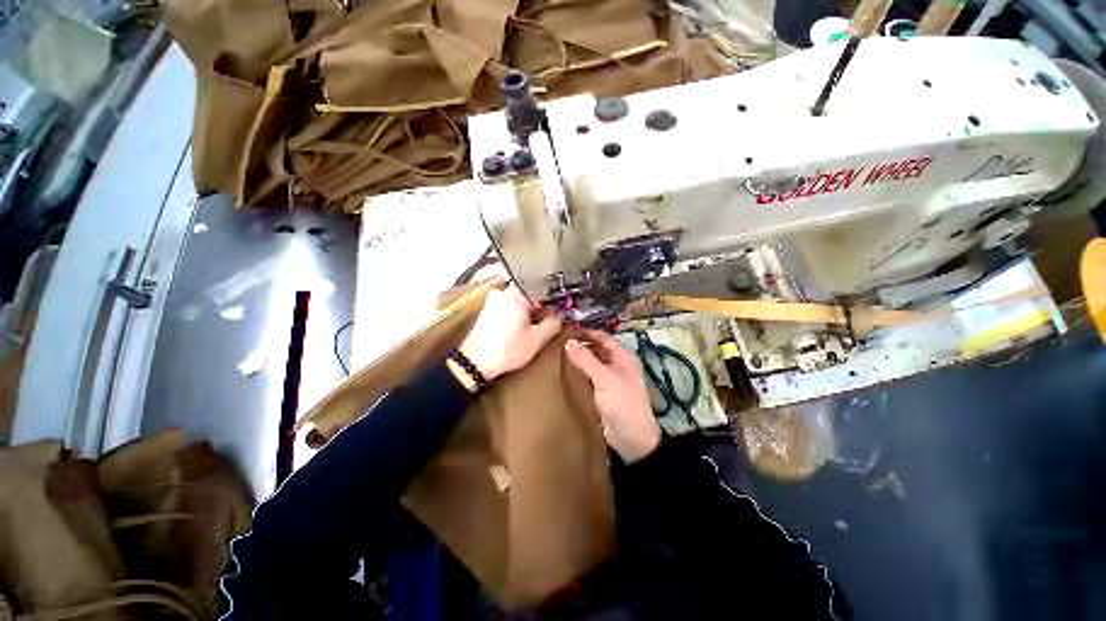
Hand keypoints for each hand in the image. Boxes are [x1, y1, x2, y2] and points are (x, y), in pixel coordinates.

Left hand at [459, 285, 560, 380]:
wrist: (475, 362)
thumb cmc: (507, 349)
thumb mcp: (536, 339)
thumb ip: (553, 324)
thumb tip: (559, 317)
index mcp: (516, 295)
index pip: (542, 291)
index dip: (552, 303)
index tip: (557, 315)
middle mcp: (503, 292)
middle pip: (529, 295)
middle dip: (539, 308)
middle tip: (546, 323)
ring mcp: (492, 300)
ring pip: (518, 301)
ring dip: (528, 312)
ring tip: (532, 328)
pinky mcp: (487, 310)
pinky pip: (508, 306)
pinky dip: (516, 314)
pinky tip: (519, 329)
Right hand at [565, 329, 660, 462]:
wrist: (632, 438)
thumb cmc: (622, 403)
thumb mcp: (604, 378)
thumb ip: (586, 359)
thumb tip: (568, 341)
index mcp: (623, 356)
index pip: (602, 337)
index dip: (586, 332)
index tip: (565, 330)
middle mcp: (617, 364)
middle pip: (596, 349)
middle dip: (580, 345)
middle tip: (557, 342)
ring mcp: (610, 379)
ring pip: (592, 363)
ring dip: (578, 359)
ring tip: (557, 355)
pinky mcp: (603, 392)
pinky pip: (589, 377)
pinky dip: (579, 373)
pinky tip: (564, 372)